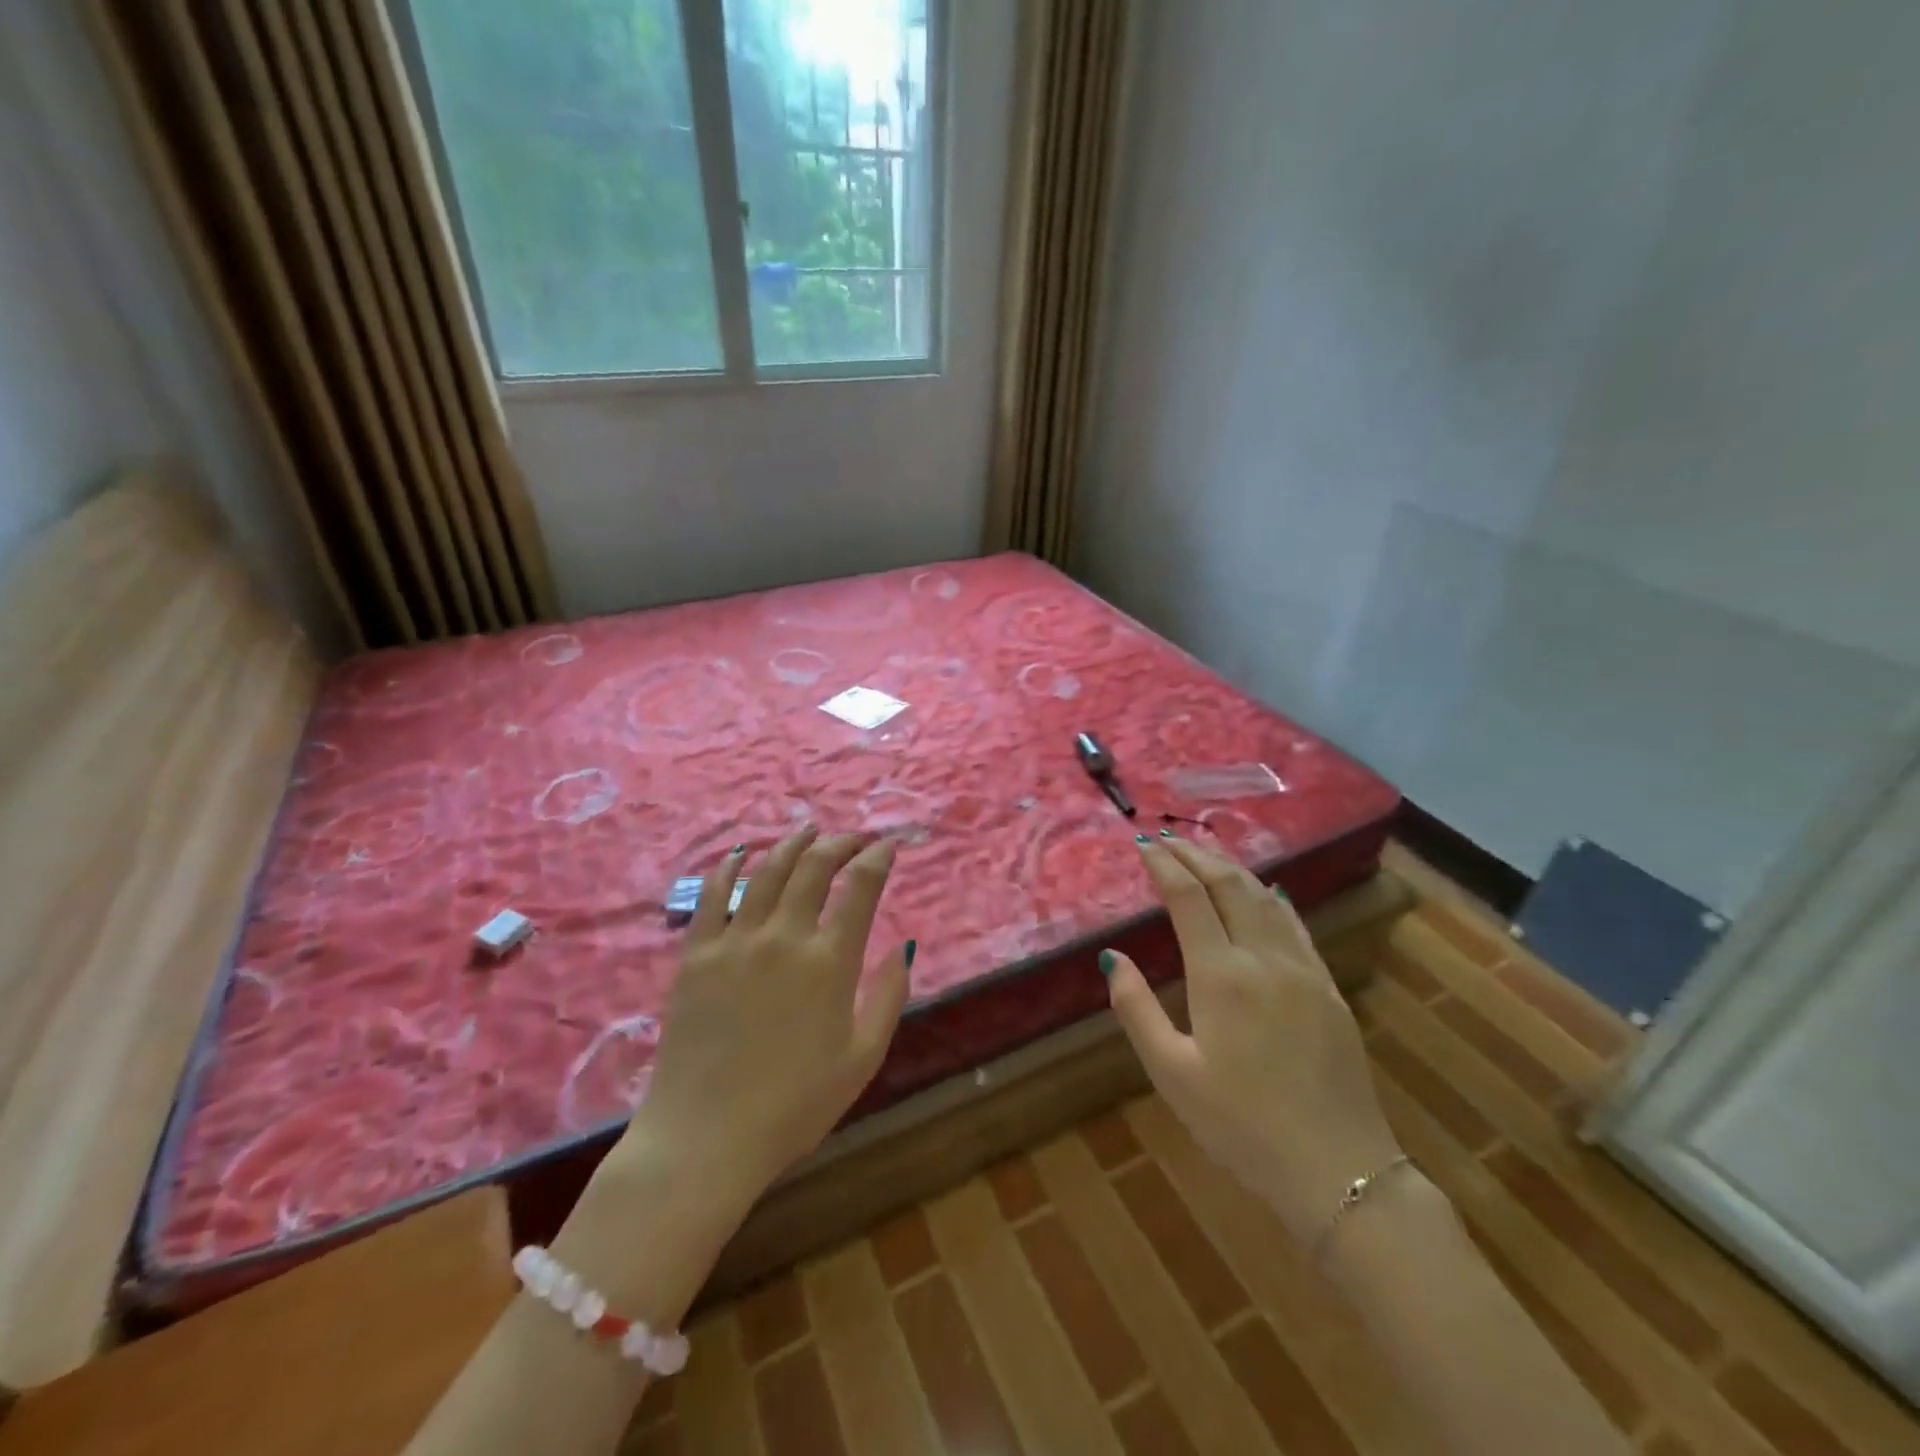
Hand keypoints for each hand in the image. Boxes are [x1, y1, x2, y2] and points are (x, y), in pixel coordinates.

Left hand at [624, 827, 912, 1207]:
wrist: (705, 1138)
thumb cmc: (794, 1106)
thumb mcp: (862, 1058)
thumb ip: (888, 997)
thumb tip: (902, 946)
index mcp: (829, 962)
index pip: (859, 887)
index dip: (877, 858)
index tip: (887, 846)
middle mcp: (783, 937)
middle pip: (814, 867)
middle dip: (839, 843)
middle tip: (852, 838)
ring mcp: (734, 942)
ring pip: (767, 871)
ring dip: (792, 845)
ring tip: (808, 831)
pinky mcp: (696, 955)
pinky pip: (713, 896)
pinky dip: (729, 868)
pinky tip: (741, 854)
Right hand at [1103, 833, 1402, 1246]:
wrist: (1340, 1171)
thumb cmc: (1241, 1126)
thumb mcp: (1172, 1074)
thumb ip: (1136, 1009)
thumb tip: (1112, 957)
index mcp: (1221, 976)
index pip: (1188, 898)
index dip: (1163, 865)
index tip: (1143, 844)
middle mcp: (1263, 959)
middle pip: (1229, 885)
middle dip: (1196, 855)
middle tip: (1168, 838)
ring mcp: (1303, 970)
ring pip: (1265, 898)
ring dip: (1232, 869)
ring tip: (1207, 854)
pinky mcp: (1329, 989)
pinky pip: (1296, 926)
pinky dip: (1273, 898)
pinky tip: (1267, 892)